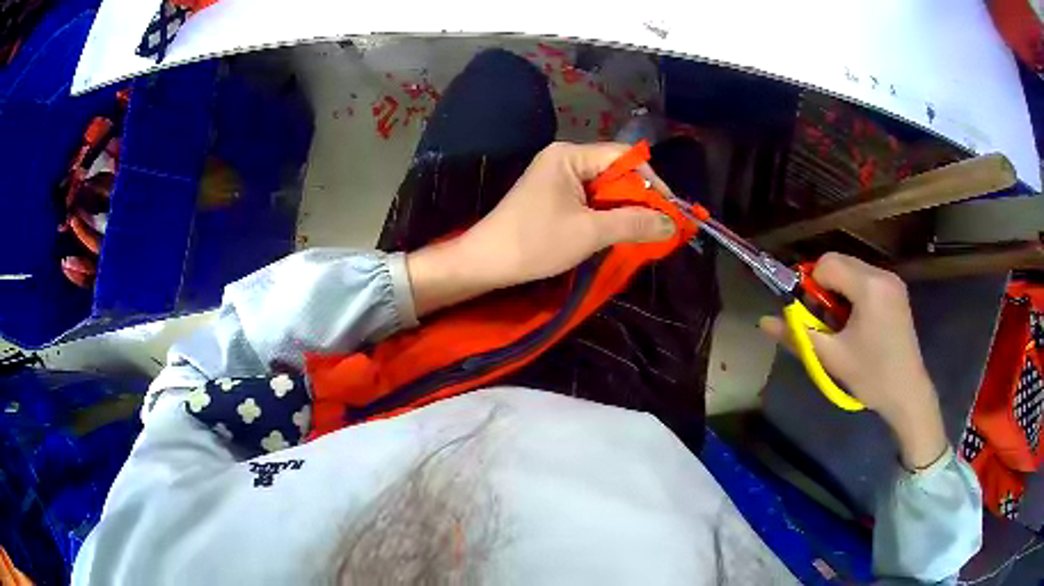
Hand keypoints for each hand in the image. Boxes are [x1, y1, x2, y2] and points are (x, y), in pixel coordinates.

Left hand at [407, 142, 675, 315]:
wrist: (485, 262)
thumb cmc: (535, 242)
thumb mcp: (589, 233)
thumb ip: (633, 223)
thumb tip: (672, 223)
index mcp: (569, 156)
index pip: (623, 157)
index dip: (651, 181)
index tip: (670, 210)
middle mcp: (564, 159)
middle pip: (615, 171)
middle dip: (639, 198)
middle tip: (660, 225)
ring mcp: (557, 178)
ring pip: (604, 188)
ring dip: (624, 209)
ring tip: (644, 232)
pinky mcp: (553, 197)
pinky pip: (590, 200)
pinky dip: (607, 215)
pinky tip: (618, 232)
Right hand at [759, 253, 947, 469]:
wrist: (907, 393)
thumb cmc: (871, 376)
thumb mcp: (831, 358)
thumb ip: (797, 335)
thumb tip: (763, 322)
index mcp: (868, 287)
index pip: (826, 264)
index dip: (811, 286)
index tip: (812, 315)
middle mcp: (882, 274)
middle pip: (839, 262)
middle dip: (824, 287)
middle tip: (826, 322)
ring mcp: (892, 281)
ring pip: (851, 269)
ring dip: (838, 291)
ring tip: (843, 326)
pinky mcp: (896, 290)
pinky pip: (865, 279)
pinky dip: (853, 293)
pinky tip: (858, 323)